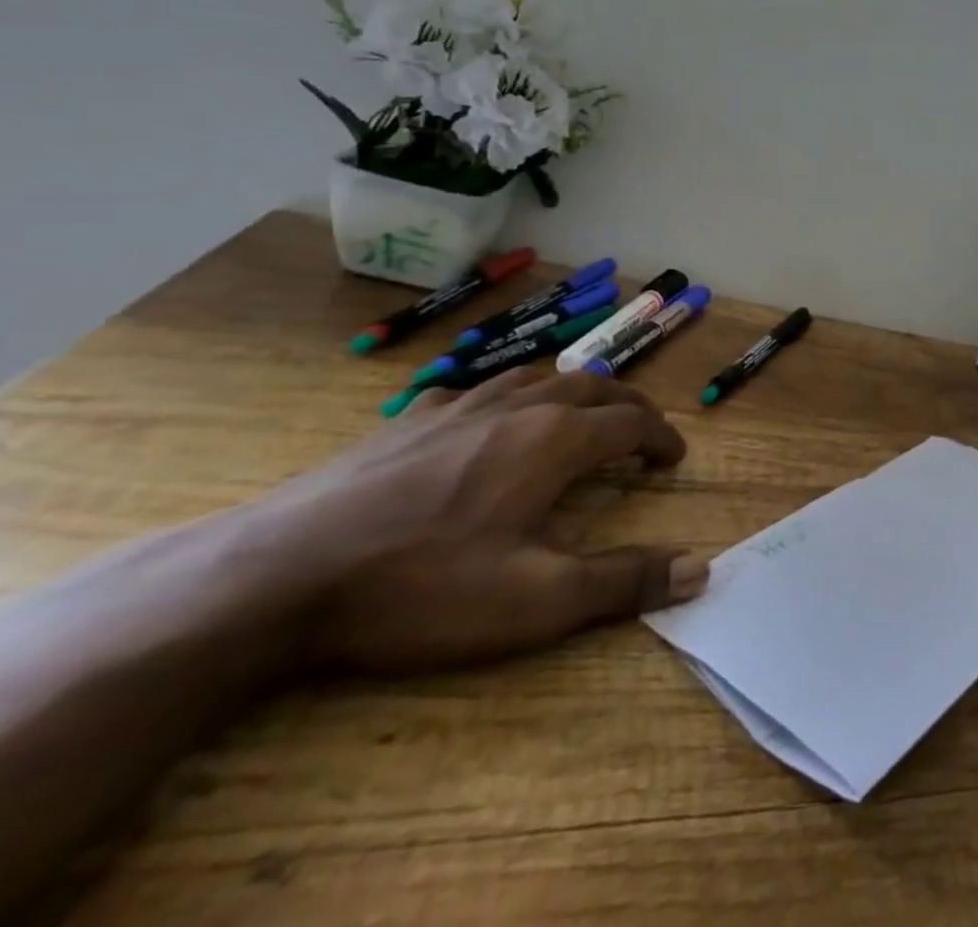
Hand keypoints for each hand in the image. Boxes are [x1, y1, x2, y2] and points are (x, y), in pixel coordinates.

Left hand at [263, 369, 705, 673]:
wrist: (277, 575)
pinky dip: (504, 397)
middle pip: (592, 387)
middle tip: (642, 429)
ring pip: (536, 377)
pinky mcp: (407, 420)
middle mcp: (518, 408)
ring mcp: (458, 407)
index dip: (661, 437)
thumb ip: (623, 582)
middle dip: (627, 405)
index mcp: (556, 439)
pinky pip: (473, 390)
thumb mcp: (537, 601)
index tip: (674, 458)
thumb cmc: (422, 586)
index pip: (632, 422)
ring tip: (580, 411)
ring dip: (573, 391)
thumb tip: (700, 570)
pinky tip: (484, 419)